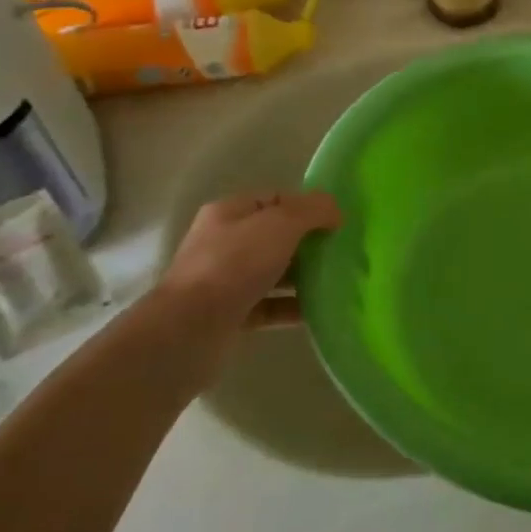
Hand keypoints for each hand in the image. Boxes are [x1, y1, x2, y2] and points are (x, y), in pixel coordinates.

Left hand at [133, 192, 341, 389]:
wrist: (188, 331)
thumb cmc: (234, 265)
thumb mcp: (280, 223)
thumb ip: (312, 210)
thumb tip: (335, 211)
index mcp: (230, 213)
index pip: (275, 200)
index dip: (307, 206)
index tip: (337, 222)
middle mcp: (225, 244)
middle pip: (276, 236)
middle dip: (309, 243)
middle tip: (342, 252)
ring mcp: (226, 281)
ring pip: (275, 272)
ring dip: (304, 276)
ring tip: (338, 281)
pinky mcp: (232, 315)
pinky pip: (271, 306)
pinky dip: (294, 306)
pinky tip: (320, 309)